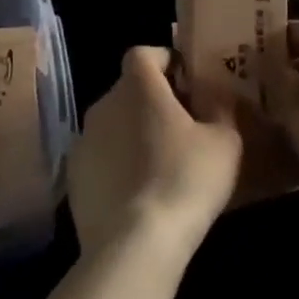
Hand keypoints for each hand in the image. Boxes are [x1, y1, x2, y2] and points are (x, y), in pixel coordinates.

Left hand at [67, 46, 242, 262]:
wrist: (134, 245)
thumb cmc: (185, 180)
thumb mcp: (225, 141)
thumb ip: (220, 108)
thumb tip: (213, 95)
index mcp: (137, 86)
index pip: (144, 53)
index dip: (164, 62)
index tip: (186, 83)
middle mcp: (103, 104)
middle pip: (128, 90)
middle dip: (152, 102)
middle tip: (181, 127)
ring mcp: (83, 141)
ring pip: (113, 125)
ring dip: (132, 134)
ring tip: (160, 165)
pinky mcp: (73, 179)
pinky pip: (100, 159)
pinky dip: (116, 166)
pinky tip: (137, 194)